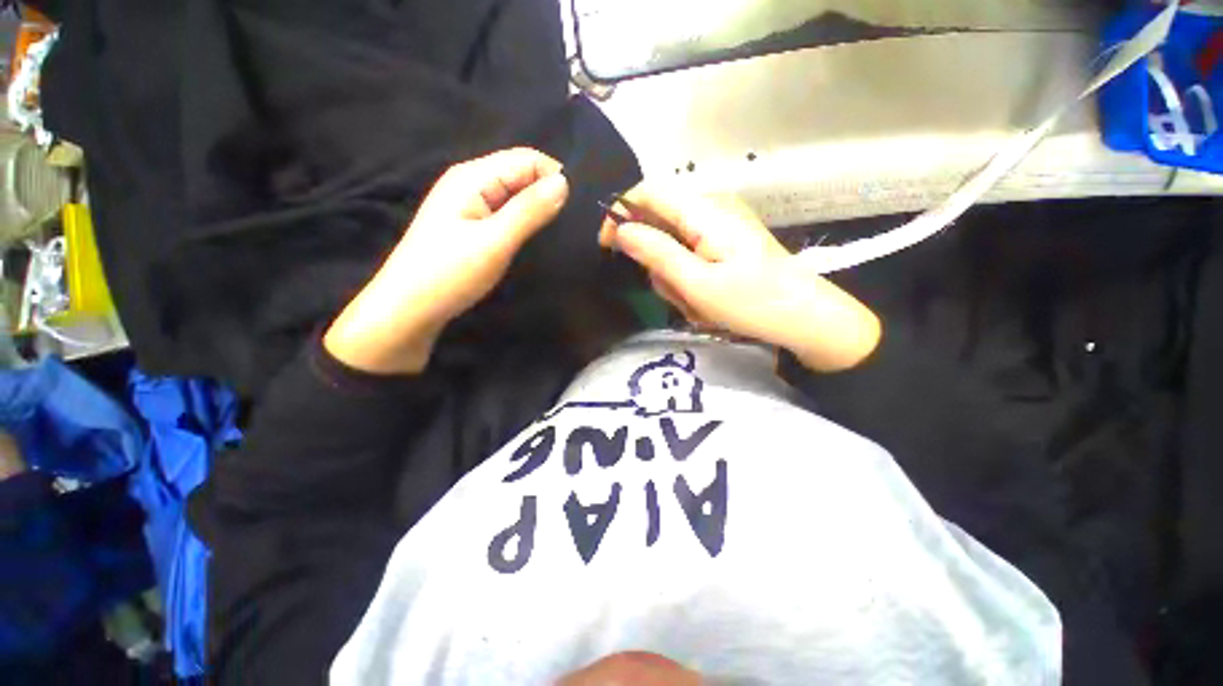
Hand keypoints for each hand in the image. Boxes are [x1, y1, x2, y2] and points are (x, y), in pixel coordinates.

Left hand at [325, 148, 568, 373]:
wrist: (409, 308)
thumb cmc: (450, 274)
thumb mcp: (494, 242)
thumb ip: (529, 211)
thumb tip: (564, 183)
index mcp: (473, 177)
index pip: (526, 159)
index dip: (554, 177)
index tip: (575, 209)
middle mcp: (470, 182)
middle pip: (519, 173)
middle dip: (546, 191)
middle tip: (567, 224)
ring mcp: (468, 203)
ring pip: (514, 193)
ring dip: (536, 207)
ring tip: (555, 232)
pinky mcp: (469, 224)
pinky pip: (504, 210)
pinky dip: (522, 219)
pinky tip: (531, 237)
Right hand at [600, 186, 879, 371]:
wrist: (805, 317)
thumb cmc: (752, 303)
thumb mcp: (697, 284)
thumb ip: (656, 253)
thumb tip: (621, 230)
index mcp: (704, 211)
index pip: (647, 192)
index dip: (620, 213)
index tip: (608, 246)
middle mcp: (712, 207)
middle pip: (659, 222)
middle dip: (656, 260)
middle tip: (676, 293)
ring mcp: (721, 224)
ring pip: (673, 243)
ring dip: (675, 276)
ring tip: (697, 303)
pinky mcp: (726, 240)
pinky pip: (691, 252)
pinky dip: (689, 277)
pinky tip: (706, 298)